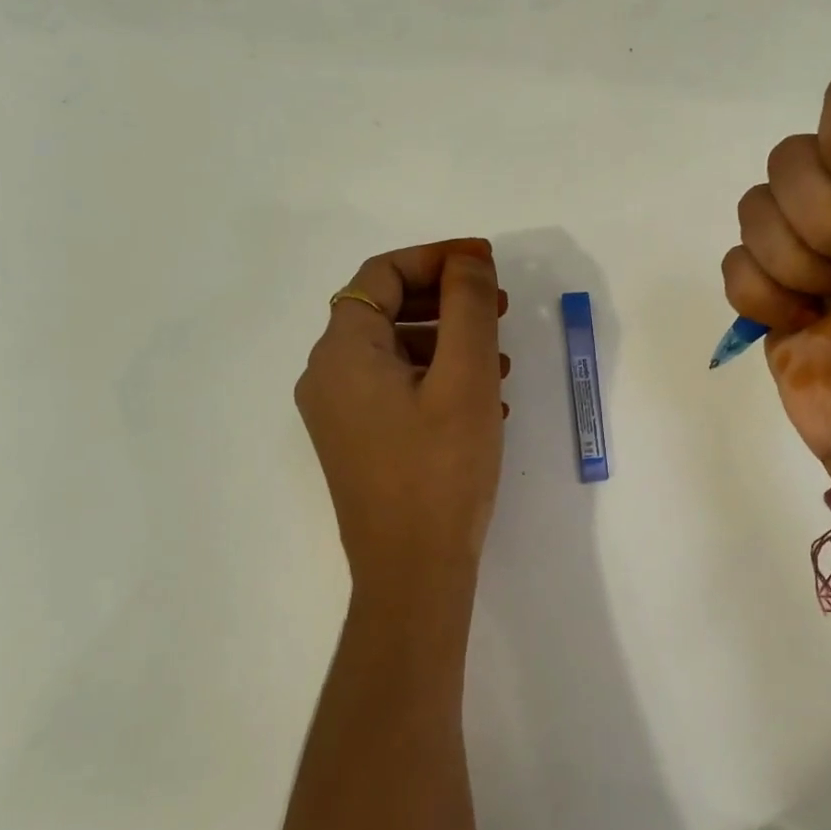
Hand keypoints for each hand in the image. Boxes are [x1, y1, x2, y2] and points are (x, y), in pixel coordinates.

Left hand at [296, 239, 508, 606]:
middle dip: (447, 300)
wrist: (413, 571)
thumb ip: (468, 305)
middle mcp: (328, 376)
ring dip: (449, 341)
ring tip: (501, 357)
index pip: (381, 275)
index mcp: (342, 352)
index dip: (436, 258)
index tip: (486, 263)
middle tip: (500, 307)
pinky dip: (438, 377)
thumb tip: (468, 260)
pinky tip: (484, 397)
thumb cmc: (441, 468)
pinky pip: (398, 388)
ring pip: (397, 351)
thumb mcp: (465, 376)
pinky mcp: (359, 442)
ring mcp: (341, 414)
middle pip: (387, 310)